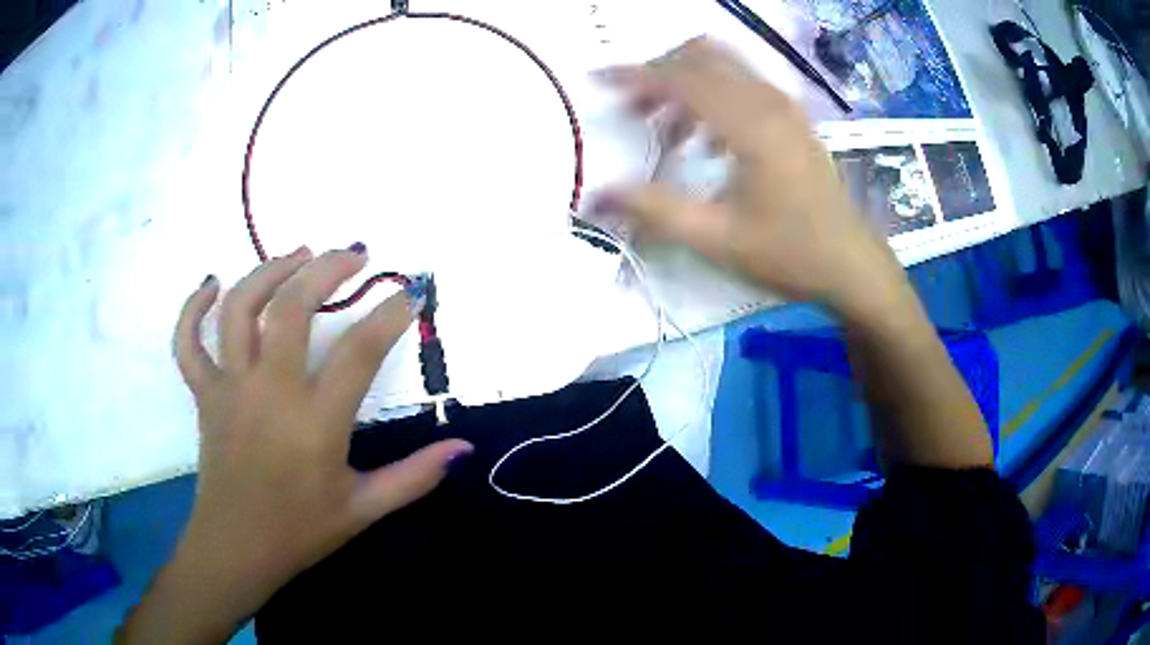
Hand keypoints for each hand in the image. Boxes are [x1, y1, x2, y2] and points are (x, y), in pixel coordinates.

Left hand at [128, 245, 471, 642]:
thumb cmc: (301, 530)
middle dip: (327, 269)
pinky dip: (193, 309)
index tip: (411, 292)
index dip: (390, 315)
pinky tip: (211, 284)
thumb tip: (464, 447)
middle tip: (354, 254)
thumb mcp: (364, 509)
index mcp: (315, 423)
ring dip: (269, 271)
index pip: (359, 351)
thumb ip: (415, 476)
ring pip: (240, 309)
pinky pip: (188, 342)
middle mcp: (270, 391)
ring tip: (298, 253)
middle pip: (293, 308)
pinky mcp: (204, 394)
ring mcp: (230, 387)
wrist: (238, 548)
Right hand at [596, 39, 906, 320]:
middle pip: (701, 56)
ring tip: (666, 132)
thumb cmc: (789, 253)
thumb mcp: (717, 239)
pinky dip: (713, 95)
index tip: (596, 79)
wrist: (851, 264)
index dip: (633, 76)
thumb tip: (596, 195)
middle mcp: (768, 101)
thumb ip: (654, 211)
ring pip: (724, 65)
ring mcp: (785, 105)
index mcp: (750, 125)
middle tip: (634, 110)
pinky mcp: (792, 117)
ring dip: (686, 84)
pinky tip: (706, 141)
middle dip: (659, 74)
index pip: (680, 79)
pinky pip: (743, 84)